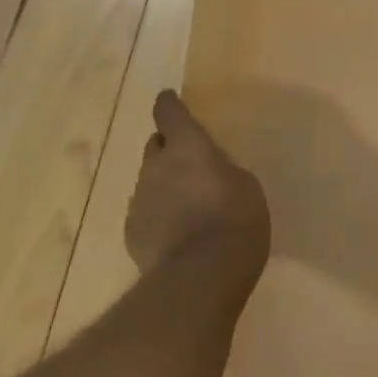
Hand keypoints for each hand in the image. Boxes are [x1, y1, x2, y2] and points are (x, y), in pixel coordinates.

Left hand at [125, 90, 270, 288]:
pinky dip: (158, 215)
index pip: (169, 113)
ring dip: (165, 185)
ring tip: (188, 205)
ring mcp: (139, 200)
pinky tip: (177, 233)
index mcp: (187, 146)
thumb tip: (208, 171)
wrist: (200, 277)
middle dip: (169, 149)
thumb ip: (221, 169)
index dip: (169, 105)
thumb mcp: (245, 185)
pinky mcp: (132, 232)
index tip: (168, 99)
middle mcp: (156, 166)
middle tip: (191, 163)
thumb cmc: (235, 219)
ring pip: (150, 181)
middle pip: (156, 146)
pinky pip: (146, 212)